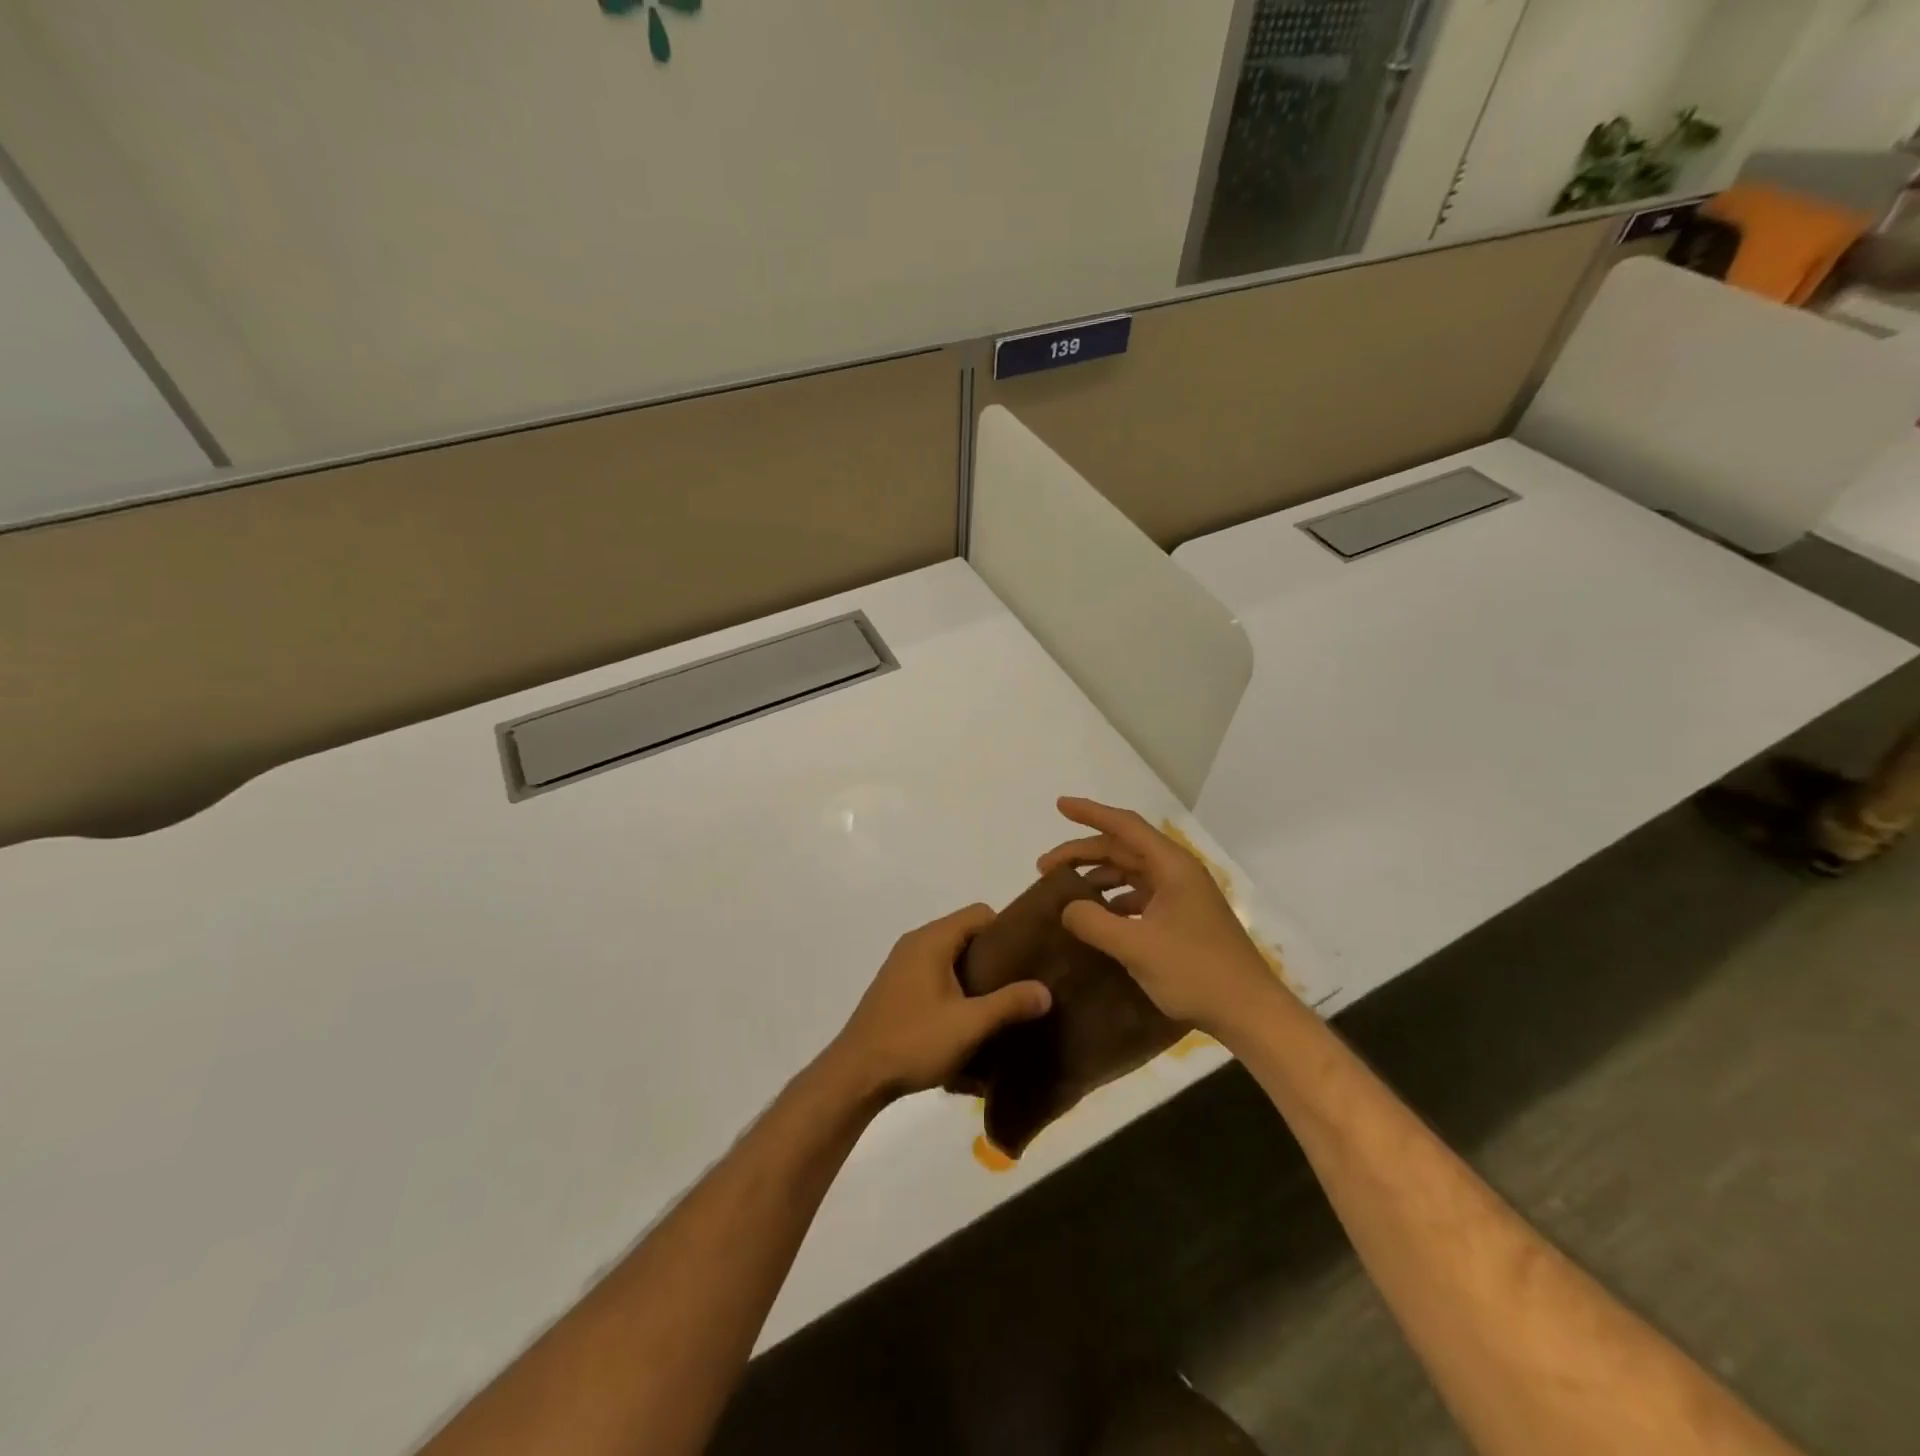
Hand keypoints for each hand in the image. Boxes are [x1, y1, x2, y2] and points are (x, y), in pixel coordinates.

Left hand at [823, 905, 1052, 1104]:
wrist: (856, 1074)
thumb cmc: (914, 1041)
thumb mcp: (969, 1025)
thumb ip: (1009, 1004)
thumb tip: (1045, 991)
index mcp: (933, 939)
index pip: (980, 913)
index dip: (1007, 931)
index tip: (1029, 958)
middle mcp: (916, 943)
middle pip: (966, 934)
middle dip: (994, 957)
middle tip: (1021, 984)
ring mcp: (903, 965)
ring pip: (951, 957)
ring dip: (974, 976)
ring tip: (1000, 1004)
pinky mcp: (897, 987)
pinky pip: (935, 974)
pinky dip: (955, 987)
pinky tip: (967, 1018)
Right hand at [1038, 797, 1290, 1038]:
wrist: (1250, 1012)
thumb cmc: (1196, 972)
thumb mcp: (1136, 947)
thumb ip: (1094, 922)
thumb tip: (1067, 908)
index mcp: (1171, 866)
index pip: (1124, 826)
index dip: (1090, 813)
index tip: (1059, 805)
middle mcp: (1177, 873)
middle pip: (1123, 849)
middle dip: (1083, 853)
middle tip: (1044, 868)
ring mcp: (1182, 896)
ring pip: (1130, 873)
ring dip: (1097, 878)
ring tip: (1064, 893)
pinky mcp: (1182, 919)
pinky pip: (1140, 897)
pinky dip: (1114, 901)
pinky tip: (1096, 919)